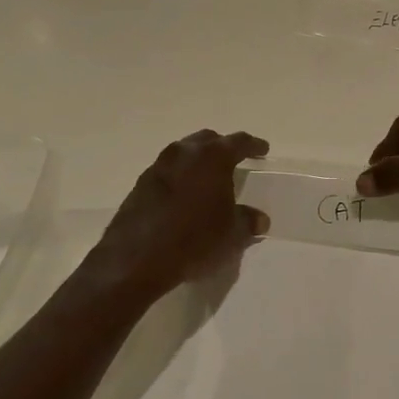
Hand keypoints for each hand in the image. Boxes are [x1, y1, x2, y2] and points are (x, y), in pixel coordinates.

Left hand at [87, 130, 270, 301]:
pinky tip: (184, 195)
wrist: (136, 259)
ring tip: (208, 177)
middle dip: (223, 147)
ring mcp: (159, 165)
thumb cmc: (194, 240)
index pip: (239, 142)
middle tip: (235, 159)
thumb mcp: (231, 234)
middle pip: (208, 140)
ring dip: (198, 160)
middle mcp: (185, 152)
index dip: (253, 145)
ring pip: (185, 152)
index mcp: (212, 157)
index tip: (263, 149)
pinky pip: (168, 170)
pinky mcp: (141, 183)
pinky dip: (180, 175)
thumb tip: (259, 219)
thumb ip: (247, 221)